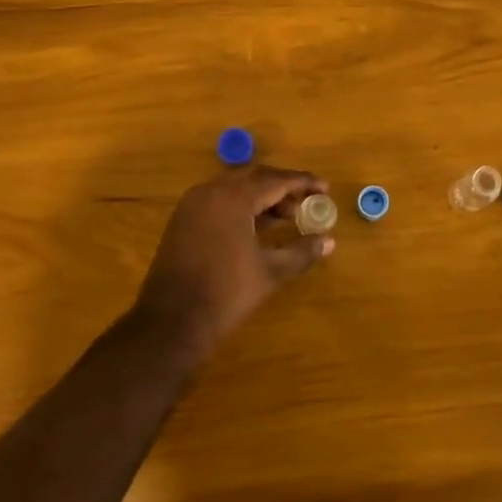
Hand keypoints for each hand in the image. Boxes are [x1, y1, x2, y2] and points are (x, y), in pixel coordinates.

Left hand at [133, 165, 333, 352]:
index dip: (303, 183)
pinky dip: (242, 207)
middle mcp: (211, 192)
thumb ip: (302, 252)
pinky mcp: (183, 221)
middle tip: (307, 202)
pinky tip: (258, 228)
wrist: (171, 323)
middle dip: (283, 188)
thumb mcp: (271, 272)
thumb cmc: (226, 293)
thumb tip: (329, 241)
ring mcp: (193, 205)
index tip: (325, 188)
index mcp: (233, 198)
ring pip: (235, 189)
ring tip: (288, 218)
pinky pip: (219, 201)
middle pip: (254, 178)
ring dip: (262, 198)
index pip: (276, 180)